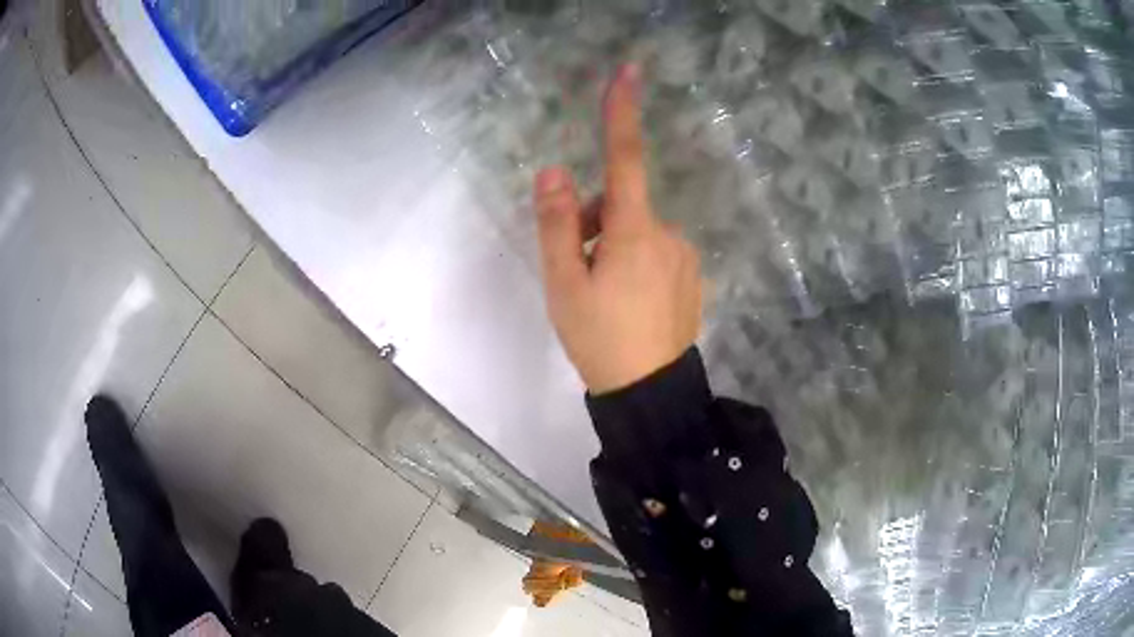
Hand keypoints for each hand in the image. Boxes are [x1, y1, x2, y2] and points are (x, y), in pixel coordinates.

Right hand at [534, 64, 702, 394]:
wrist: (649, 393)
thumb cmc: (599, 339)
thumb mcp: (564, 284)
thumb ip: (557, 224)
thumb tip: (554, 172)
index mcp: (633, 230)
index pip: (625, 158)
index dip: (623, 113)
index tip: (629, 72)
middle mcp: (667, 233)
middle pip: (622, 205)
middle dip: (594, 224)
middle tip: (578, 272)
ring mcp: (684, 256)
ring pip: (638, 232)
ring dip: (615, 247)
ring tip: (602, 295)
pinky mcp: (692, 276)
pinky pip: (657, 253)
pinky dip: (636, 265)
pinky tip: (629, 304)